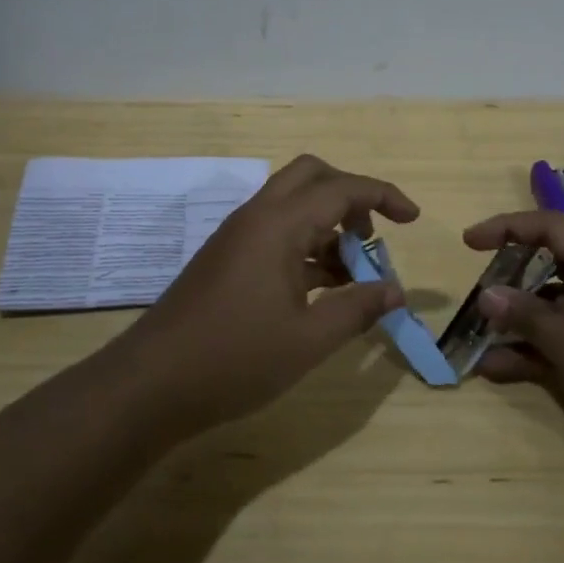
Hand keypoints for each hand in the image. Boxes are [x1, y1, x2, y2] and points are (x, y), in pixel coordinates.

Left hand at [120, 155, 419, 437]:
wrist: (149, 385)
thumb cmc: (234, 359)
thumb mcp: (309, 340)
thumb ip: (358, 309)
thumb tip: (397, 291)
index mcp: (278, 225)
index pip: (342, 188)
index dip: (383, 196)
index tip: (413, 219)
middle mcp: (257, 217)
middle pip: (311, 176)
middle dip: (351, 196)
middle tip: (372, 236)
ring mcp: (237, 236)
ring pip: (293, 205)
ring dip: (328, 225)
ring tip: (352, 275)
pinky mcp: (227, 258)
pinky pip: (276, 232)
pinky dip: (306, 246)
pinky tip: (321, 289)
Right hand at [465, 210, 563, 464]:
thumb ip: (528, 317)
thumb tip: (486, 294)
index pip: (549, 226)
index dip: (505, 228)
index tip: (468, 244)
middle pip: (551, 265)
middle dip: (509, 283)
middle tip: (475, 304)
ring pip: (557, 306)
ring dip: (520, 324)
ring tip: (479, 346)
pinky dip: (541, 348)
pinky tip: (503, 370)